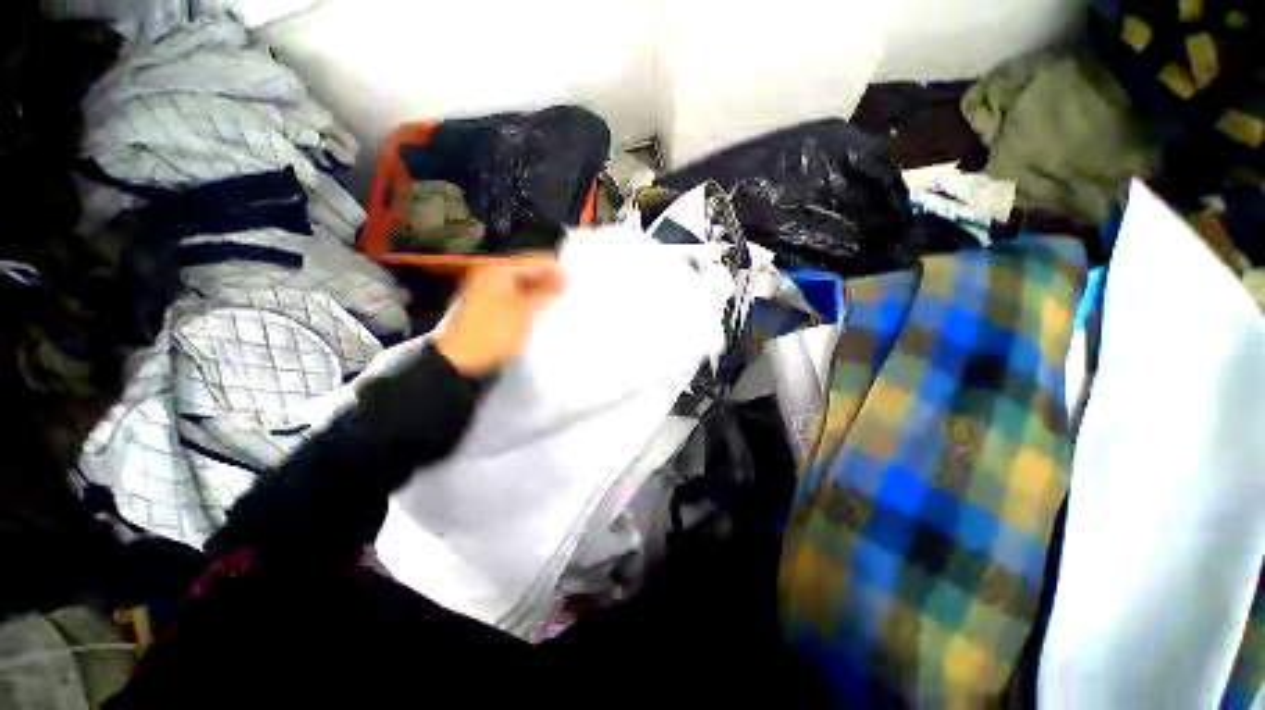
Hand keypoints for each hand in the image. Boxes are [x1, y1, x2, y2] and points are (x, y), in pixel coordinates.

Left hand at [434, 256, 565, 375]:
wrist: (461, 361)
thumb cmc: (495, 332)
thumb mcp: (526, 311)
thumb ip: (548, 292)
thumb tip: (567, 278)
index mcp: (501, 269)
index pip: (537, 261)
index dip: (558, 271)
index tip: (578, 283)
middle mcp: (494, 274)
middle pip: (530, 272)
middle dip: (551, 282)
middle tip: (571, 294)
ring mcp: (491, 291)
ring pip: (525, 286)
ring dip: (543, 294)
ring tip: (562, 304)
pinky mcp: (492, 307)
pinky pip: (518, 298)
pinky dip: (532, 303)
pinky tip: (545, 312)